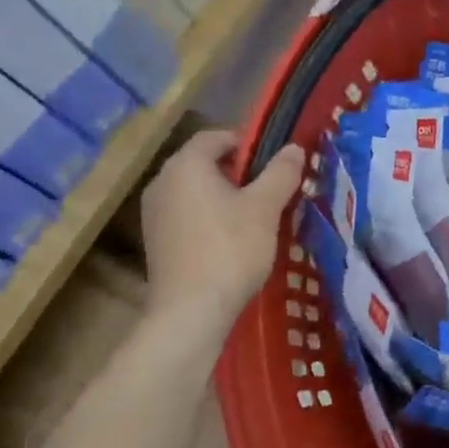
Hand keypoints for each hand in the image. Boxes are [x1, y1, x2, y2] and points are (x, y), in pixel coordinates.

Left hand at [140, 130, 303, 329]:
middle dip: (240, 172)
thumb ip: (281, 173)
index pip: (216, 136)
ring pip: (197, 190)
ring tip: (258, 217)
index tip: (275, 163)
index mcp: (185, 165)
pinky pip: (188, 214)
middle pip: (205, 163)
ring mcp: (154, 213)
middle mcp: (162, 182)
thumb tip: (294, 148)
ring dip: (227, 196)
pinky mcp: (156, 240)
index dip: (249, 143)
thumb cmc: (230, 249)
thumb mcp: (265, 207)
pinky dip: (211, 217)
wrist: (191, 311)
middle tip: (272, 190)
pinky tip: (234, 240)